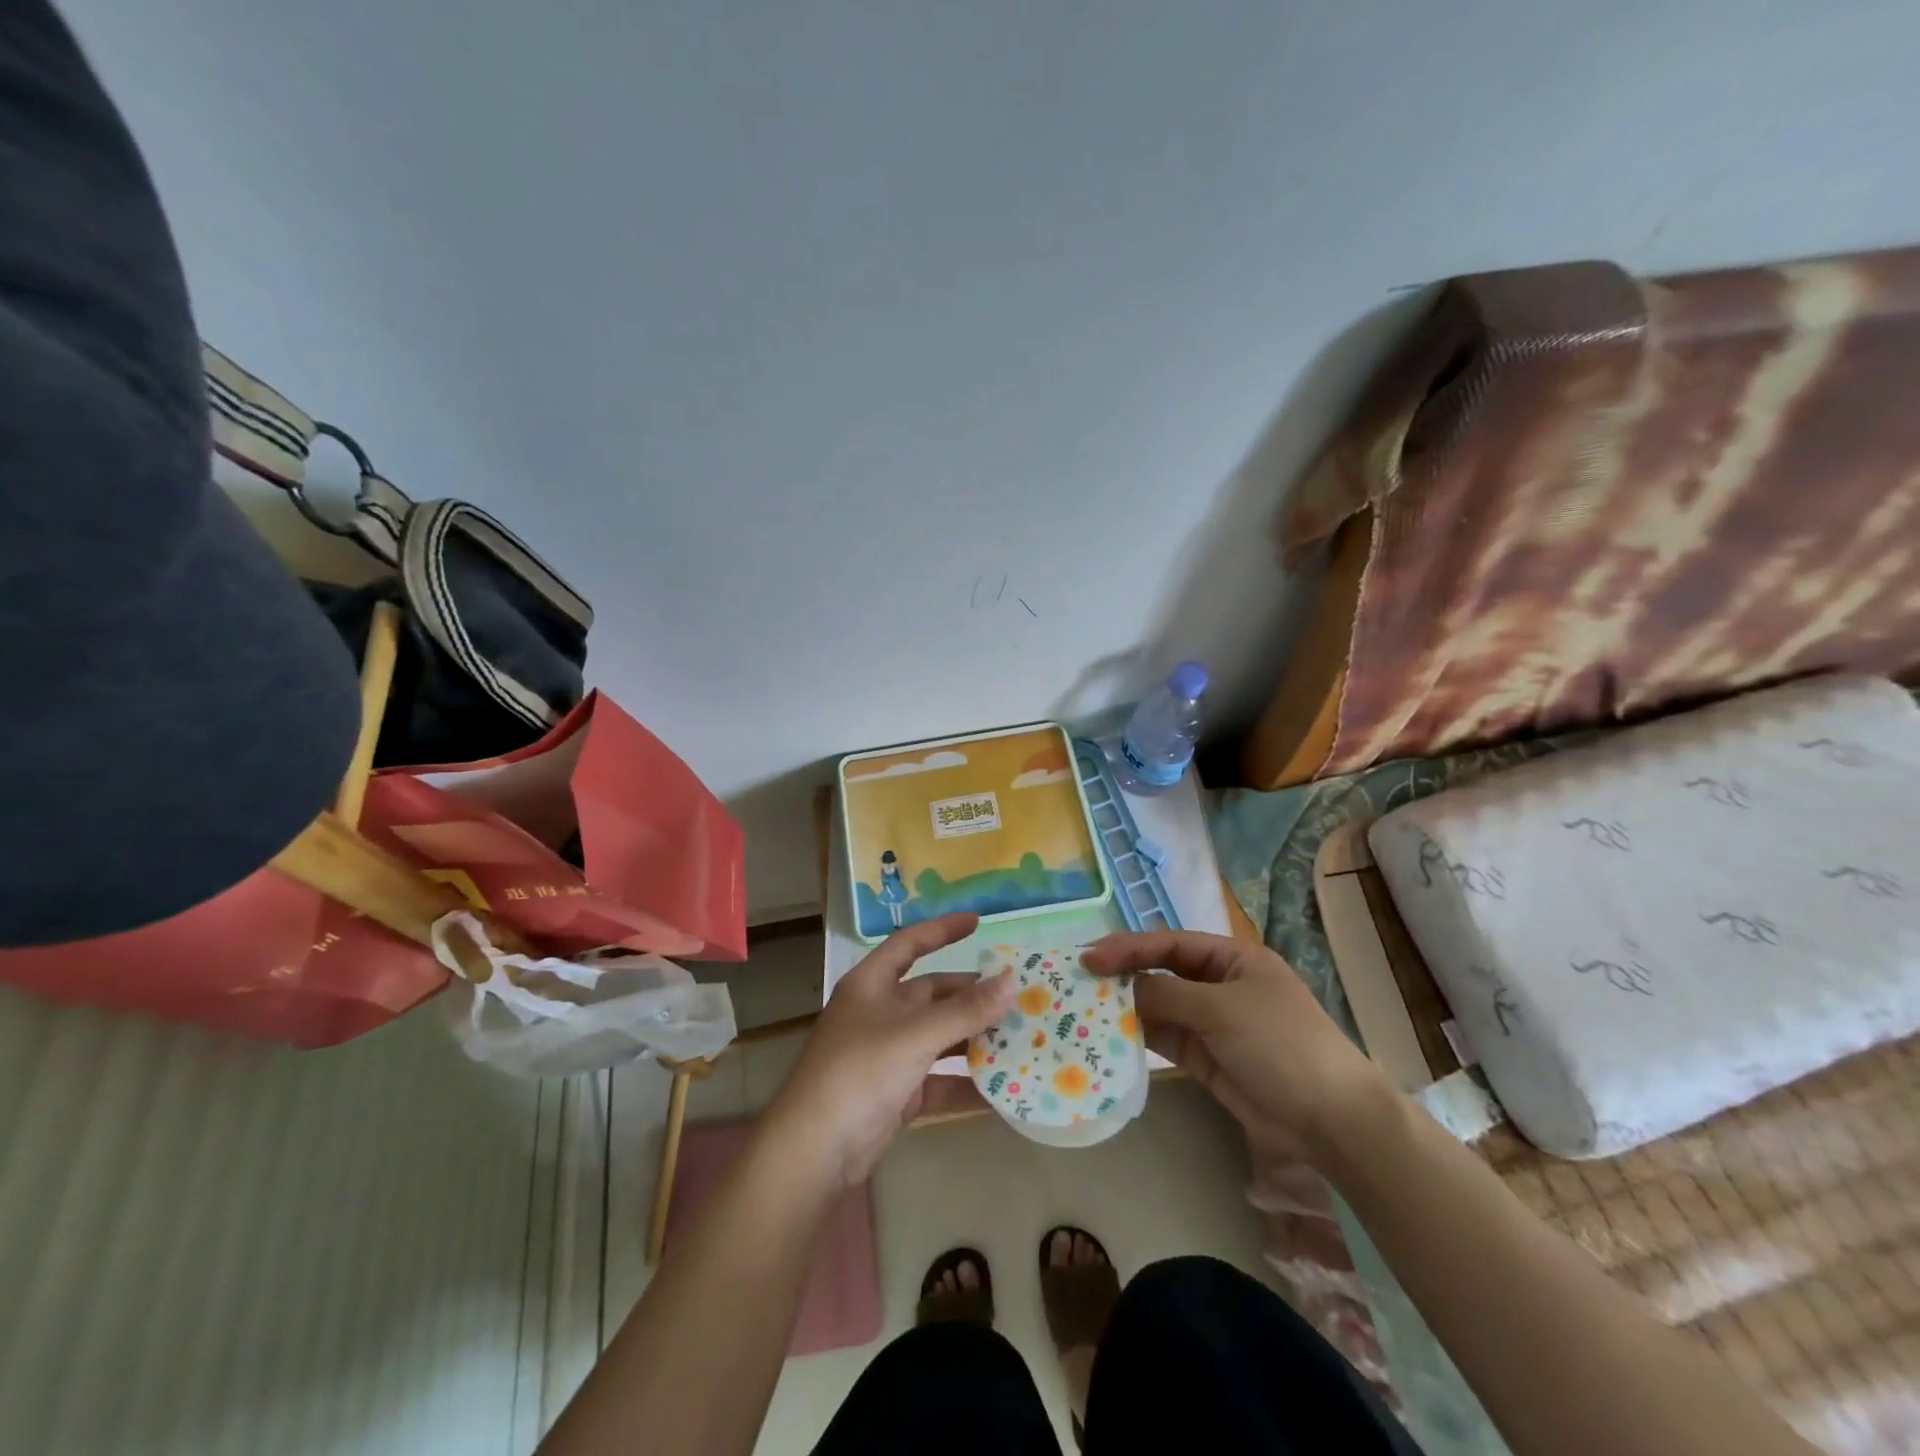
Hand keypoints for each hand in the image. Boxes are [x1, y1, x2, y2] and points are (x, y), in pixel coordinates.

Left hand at [765, 913, 1014, 1188]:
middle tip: (1017, 996)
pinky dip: (966, 1082)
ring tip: (1020, 1036)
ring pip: (939, 1036)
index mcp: (872, 984)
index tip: (979, 922)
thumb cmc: (860, 1071)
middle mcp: (879, 1013)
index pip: (909, 944)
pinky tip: (1002, 1087)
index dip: (942, 930)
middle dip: (972, 995)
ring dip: (974, 1038)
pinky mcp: (897, 1093)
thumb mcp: (916, 1034)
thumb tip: (1012, 982)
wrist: (815, 1151)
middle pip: (932, 994)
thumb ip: (966, 1010)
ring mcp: (888, 1054)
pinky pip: (939, 1079)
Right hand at [1081, 930, 1394, 1166]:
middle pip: (1162, 972)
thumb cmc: (1280, 1044)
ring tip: (1086, 1009)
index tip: (1091, 957)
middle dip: (1124, 975)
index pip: (1170, 944)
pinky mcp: (1207, 1059)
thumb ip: (1167, 996)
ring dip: (1127, 1007)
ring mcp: (1213, 1023)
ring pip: (1160, 1007)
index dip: (1129, 947)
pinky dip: (1139, 1037)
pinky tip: (1111, 1037)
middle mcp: (1220, 985)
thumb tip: (1123, 990)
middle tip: (1080, 981)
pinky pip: (1166, 1040)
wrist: (1331, 1119)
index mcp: (1232, 959)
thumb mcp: (1222, 1009)